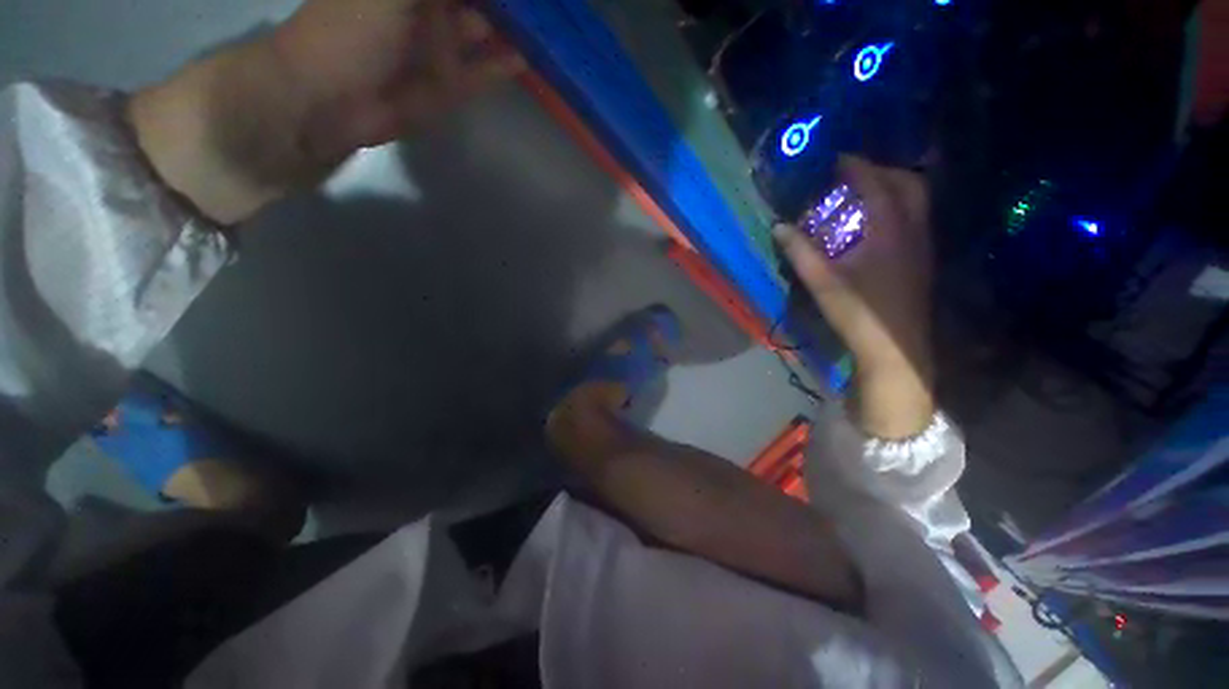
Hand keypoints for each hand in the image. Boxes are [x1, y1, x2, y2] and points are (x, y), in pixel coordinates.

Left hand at [272, 0, 524, 159]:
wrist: (332, 99)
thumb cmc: (351, 28)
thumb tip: (470, 2)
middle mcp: (426, 8)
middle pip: (471, 0)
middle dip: (503, 3)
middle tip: (542, 5)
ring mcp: (440, 48)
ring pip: (483, 31)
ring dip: (510, 27)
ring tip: (545, 25)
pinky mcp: (450, 84)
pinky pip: (484, 71)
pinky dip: (504, 65)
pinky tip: (529, 58)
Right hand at [774, 156, 934, 438]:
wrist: (894, 350)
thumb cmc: (858, 314)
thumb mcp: (823, 282)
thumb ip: (800, 252)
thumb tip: (779, 226)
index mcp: (889, 231)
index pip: (877, 184)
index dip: (857, 166)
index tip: (836, 158)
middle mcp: (912, 231)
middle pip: (910, 184)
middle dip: (883, 170)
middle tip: (854, 174)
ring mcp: (921, 247)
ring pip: (917, 201)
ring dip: (893, 188)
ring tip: (864, 194)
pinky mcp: (920, 262)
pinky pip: (915, 219)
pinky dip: (897, 209)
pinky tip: (875, 225)